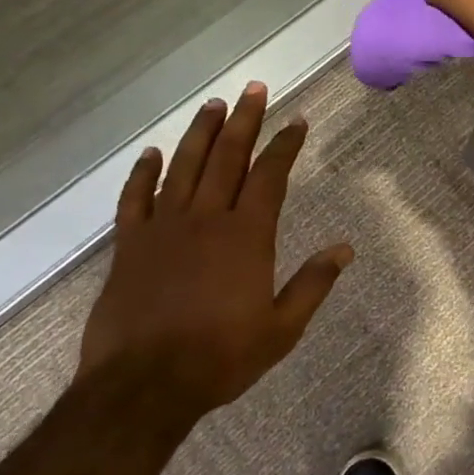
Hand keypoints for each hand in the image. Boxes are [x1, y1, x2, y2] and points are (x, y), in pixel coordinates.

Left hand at [78, 83, 352, 412]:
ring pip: (183, 167)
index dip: (285, 145)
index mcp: (246, 236)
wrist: (142, 386)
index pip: (270, 176)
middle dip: (244, 120)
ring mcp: (163, 229)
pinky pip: (135, 199)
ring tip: (213, 104)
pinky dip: (143, 173)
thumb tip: (345, 249)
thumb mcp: (282, 328)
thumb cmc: (220, 358)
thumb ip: (313, 284)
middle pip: (227, 157)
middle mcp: (205, 220)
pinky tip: (152, 153)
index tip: (297, 120)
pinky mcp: (128, 246)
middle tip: (254, 88)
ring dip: (200, 133)